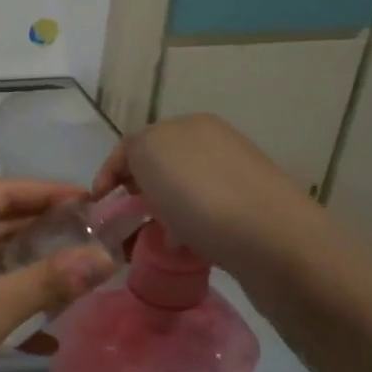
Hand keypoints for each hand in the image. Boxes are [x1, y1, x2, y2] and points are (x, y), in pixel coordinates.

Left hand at [0, 179, 114, 371]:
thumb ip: (48, 281)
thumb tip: (103, 257)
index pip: (3, 191)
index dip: (50, 193)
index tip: (95, 205)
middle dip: (43, 230)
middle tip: (93, 243)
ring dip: (27, 267)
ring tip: (76, 279)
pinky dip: (5, 300)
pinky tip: (43, 334)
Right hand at [92, 114, 332, 286]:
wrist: (275, 243)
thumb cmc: (202, 195)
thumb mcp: (149, 154)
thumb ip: (132, 151)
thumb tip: (138, 172)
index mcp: (190, 124)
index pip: (133, 143)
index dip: (109, 172)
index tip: (96, 204)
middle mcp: (215, 143)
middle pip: (159, 167)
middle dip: (135, 193)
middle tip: (121, 223)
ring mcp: (236, 177)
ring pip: (180, 193)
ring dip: (159, 214)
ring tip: (151, 241)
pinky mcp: (251, 212)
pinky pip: (202, 216)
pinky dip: (186, 229)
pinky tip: (184, 248)